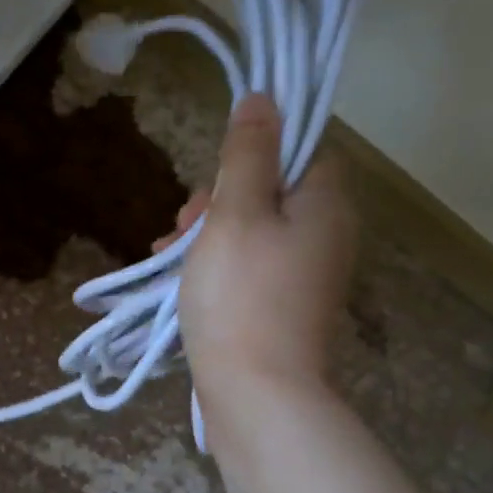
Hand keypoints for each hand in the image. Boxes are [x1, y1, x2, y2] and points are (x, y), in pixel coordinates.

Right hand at [167, 93, 357, 394]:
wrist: (256, 395)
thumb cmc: (242, 296)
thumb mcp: (236, 213)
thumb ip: (248, 154)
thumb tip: (265, 98)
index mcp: (326, 205)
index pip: (301, 151)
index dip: (254, 154)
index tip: (214, 179)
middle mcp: (326, 237)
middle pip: (271, 193)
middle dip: (218, 202)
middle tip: (183, 225)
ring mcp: (305, 278)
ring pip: (252, 233)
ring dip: (207, 236)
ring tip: (165, 258)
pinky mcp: (283, 310)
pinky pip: (248, 269)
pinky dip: (216, 268)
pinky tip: (178, 284)